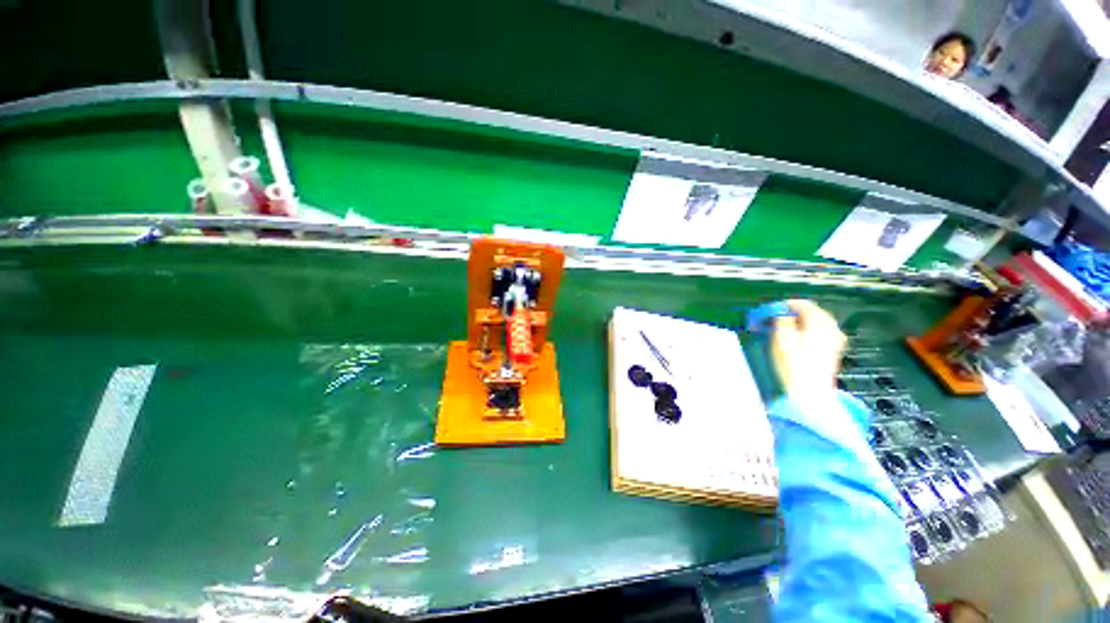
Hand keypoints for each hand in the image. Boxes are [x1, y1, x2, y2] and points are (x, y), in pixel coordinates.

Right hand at [771, 300, 846, 396]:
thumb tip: (781, 314)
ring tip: (786, 326)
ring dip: (803, 320)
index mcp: (818, 325)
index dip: (786, 305)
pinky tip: (801, 336)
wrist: (808, 393)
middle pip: (814, 312)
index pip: (804, 305)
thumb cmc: (792, 367)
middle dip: (795, 312)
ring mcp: (834, 341)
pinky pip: (824, 332)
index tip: (772, 309)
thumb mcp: (780, 341)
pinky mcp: (833, 352)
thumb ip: (782, 322)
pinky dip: (811, 330)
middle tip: (777, 317)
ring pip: (820, 321)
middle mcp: (830, 330)